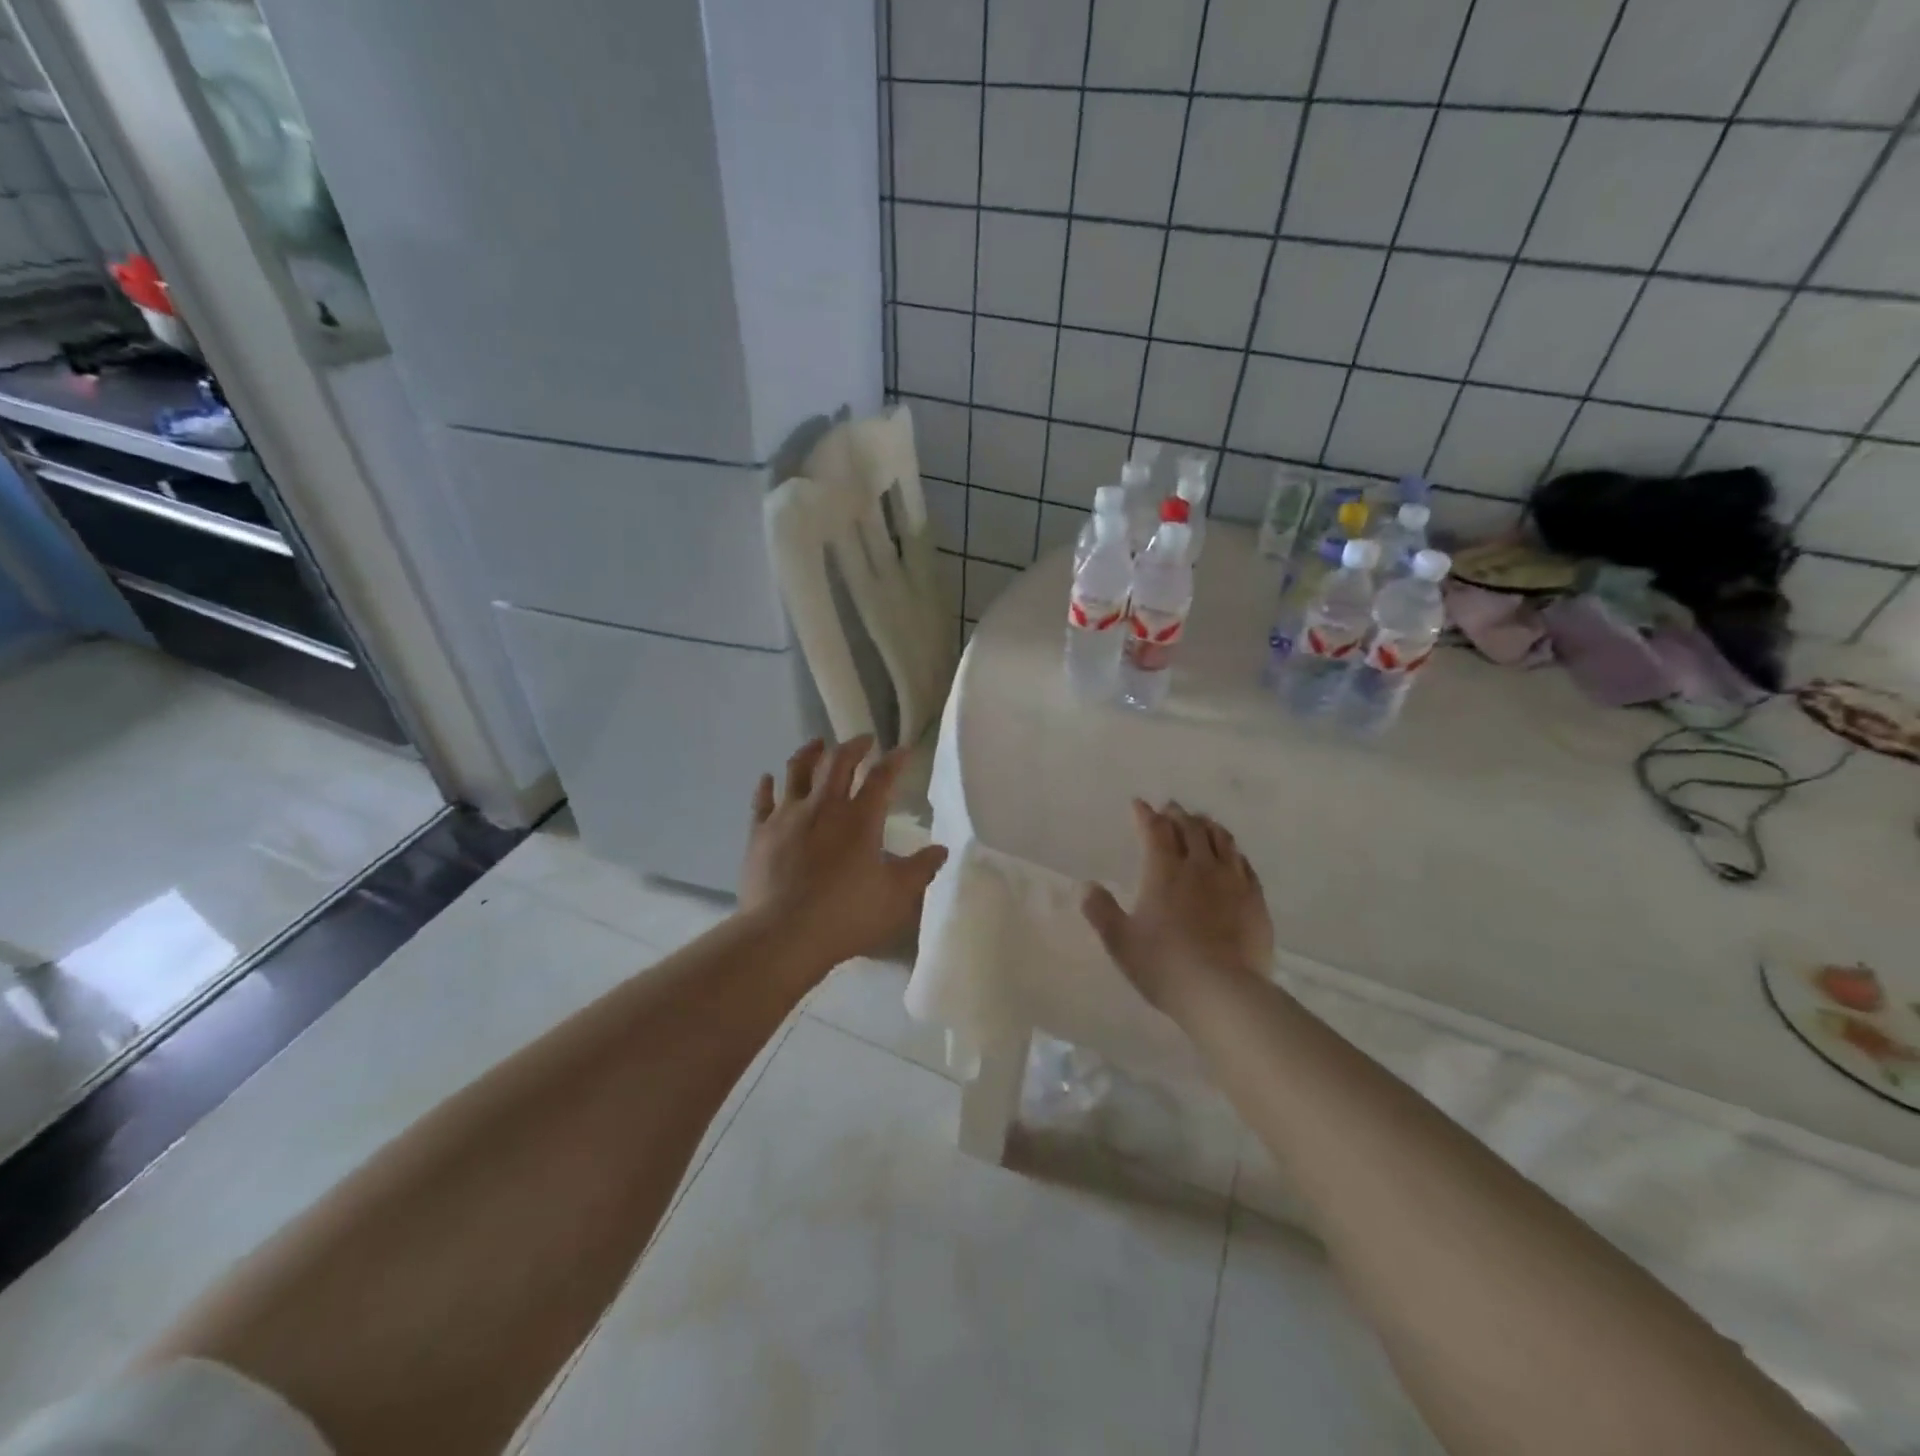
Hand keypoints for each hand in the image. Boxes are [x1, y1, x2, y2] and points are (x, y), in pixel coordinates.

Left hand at [739, 737, 947, 969]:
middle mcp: (823, 806)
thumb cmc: (845, 916)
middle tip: (863, 740)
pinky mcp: (760, 832)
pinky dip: (767, 785)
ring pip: (797, 770)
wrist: (782, 935)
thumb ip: (919, 870)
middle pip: (838, 762)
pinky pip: (762, 800)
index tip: (903, 750)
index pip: (882, 778)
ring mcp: (787, 816)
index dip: (895, 761)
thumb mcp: (895, 898)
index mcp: (860, 819)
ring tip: (817, 744)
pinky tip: (768, 778)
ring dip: (810, 752)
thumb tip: (941, 850)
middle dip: (853, 746)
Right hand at [1081, 800, 1273, 1014]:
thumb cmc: (1164, 965)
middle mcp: (1199, 866)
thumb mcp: (1120, 942)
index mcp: (1163, 871)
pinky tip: (1232, 855)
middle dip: (1176, 814)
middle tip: (1169, 808)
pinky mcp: (1255, 899)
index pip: (1154, 830)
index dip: (1145, 814)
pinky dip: (1232, 850)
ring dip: (1207, 825)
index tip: (1139, 804)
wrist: (1224, 992)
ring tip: (1201, 822)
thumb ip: (1101, 910)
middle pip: (1190, 827)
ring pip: (1221, 839)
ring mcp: (1232, 880)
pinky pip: (1244, 863)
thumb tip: (1087, 886)